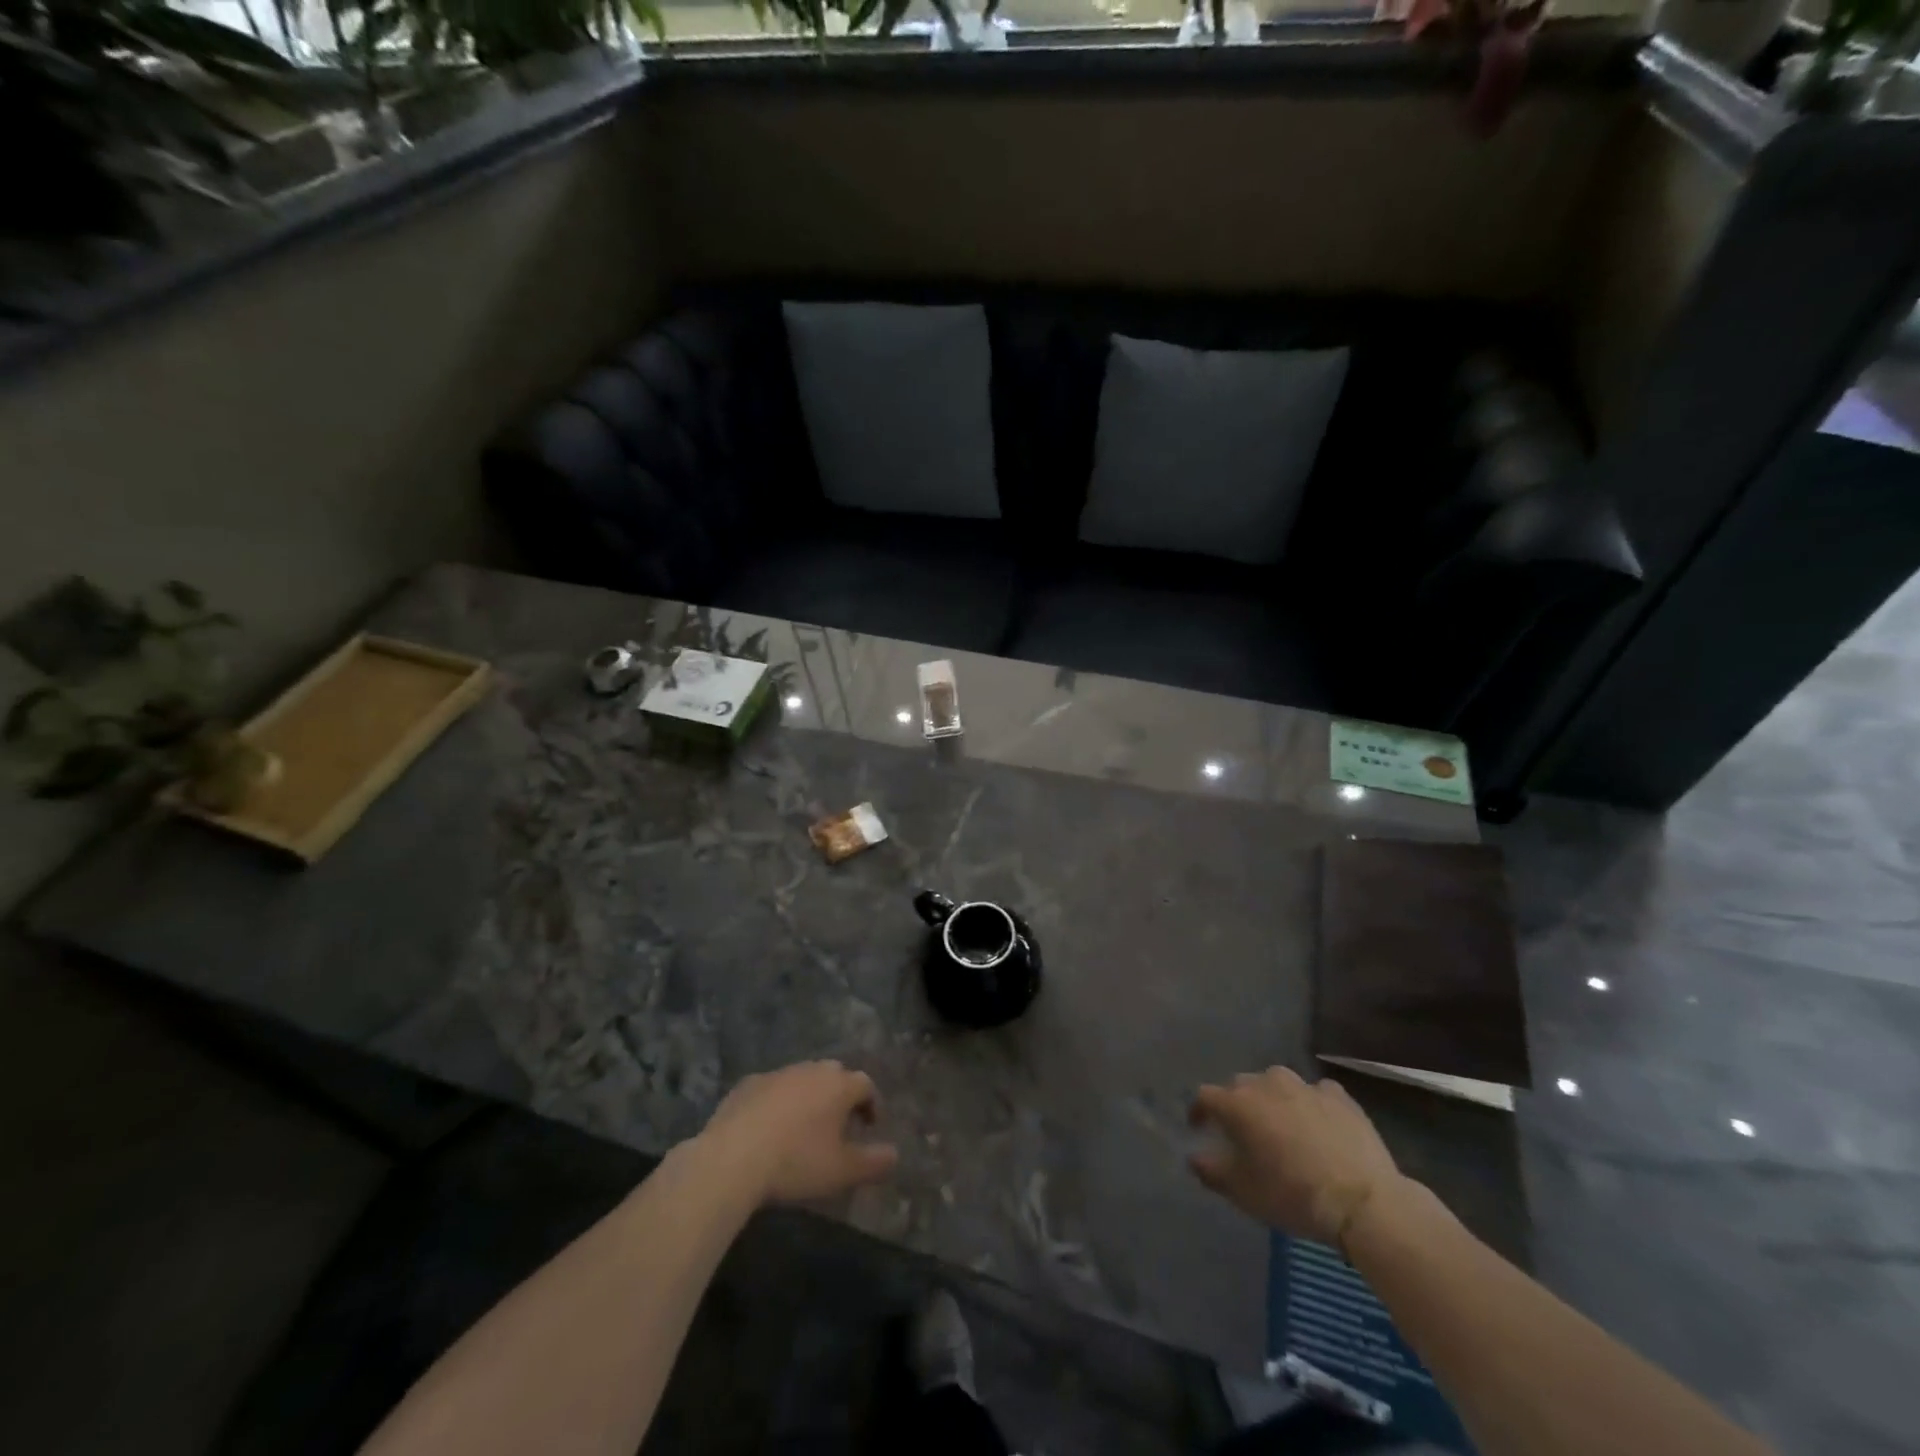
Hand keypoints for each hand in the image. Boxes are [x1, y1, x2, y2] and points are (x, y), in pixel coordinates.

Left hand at [696, 1060, 898, 1205]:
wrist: (732, 1158)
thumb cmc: (796, 1162)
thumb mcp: (842, 1172)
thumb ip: (874, 1162)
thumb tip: (895, 1154)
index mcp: (838, 1085)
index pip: (865, 1084)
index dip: (871, 1104)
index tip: (869, 1126)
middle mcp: (811, 1070)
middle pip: (834, 1075)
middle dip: (840, 1095)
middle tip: (838, 1124)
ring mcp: (777, 1073)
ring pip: (802, 1078)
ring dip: (808, 1096)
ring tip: (803, 1127)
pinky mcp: (748, 1084)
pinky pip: (772, 1088)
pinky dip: (777, 1102)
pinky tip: (769, 1127)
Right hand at [1188, 1067, 1404, 1245]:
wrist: (1363, 1201)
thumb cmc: (1292, 1195)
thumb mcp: (1242, 1192)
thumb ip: (1210, 1170)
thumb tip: (1195, 1156)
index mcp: (1237, 1103)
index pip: (1205, 1096)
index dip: (1199, 1111)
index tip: (1199, 1128)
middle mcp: (1266, 1083)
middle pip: (1241, 1086)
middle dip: (1237, 1105)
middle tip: (1244, 1133)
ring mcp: (1304, 1085)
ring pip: (1277, 1084)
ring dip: (1273, 1100)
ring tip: (1282, 1126)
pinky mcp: (1338, 1095)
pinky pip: (1315, 1093)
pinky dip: (1310, 1105)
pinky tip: (1318, 1125)